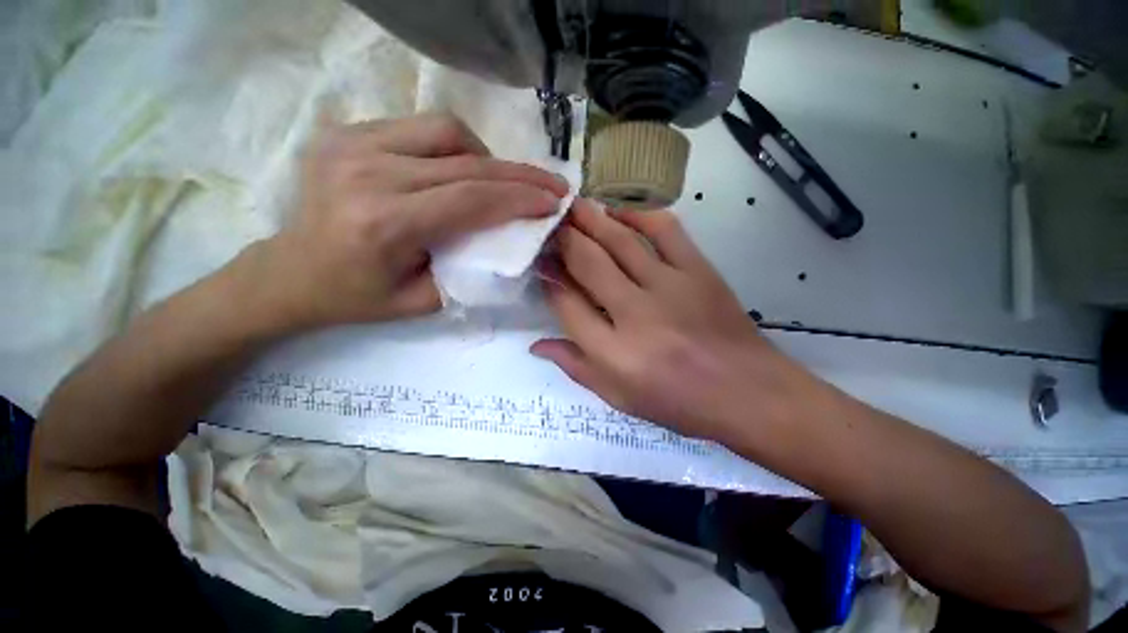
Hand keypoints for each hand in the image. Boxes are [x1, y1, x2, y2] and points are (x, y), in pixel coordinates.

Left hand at [255, 114, 568, 330]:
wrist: (289, 273)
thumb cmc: (357, 297)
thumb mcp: (423, 300)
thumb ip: (470, 270)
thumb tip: (509, 241)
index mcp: (385, 222)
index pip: (472, 198)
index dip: (521, 197)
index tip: (554, 202)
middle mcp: (368, 172)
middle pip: (466, 160)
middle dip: (519, 173)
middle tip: (551, 184)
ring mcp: (353, 142)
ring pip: (446, 130)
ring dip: (486, 156)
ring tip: (500, 181)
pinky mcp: (348, 132)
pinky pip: (420, 128)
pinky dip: (454, 147)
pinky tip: (462, 170)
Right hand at [532, 200, 815, 442]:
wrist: (748, 392)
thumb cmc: (679, 402)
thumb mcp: (619, 397)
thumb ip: (575, 367)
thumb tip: (537, 344)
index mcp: (614, 353)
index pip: (567, 305)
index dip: (549, 282)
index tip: (541, 266)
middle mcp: (636, 315)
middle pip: (588, 264)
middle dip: (562, 240)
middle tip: (548, 225)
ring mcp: (670, 287)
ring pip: (620, 241)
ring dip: (591, 220)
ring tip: (571, 206)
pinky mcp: (699, 271)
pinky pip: (664, 230)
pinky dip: (638, 213)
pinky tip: (619, 211)